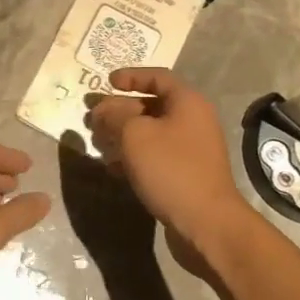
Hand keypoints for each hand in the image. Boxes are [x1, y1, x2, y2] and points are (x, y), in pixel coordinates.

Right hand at [85, 69, 256, 261]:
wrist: (206, 223)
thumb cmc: (171, 169)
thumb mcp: (135, 135)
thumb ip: (114, 115)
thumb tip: (103, 109)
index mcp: (187, 102)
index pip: (158, 77)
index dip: (131, 76)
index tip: (107, 82)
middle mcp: (193, 121)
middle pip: (151, 106)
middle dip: (119, 110)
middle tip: (93, 119)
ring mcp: (191, 149)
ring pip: (151, 133)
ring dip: (122, 135)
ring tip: (98, 144)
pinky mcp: (186, 174)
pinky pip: (156, 156)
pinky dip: (134, 157)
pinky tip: (113, 168)